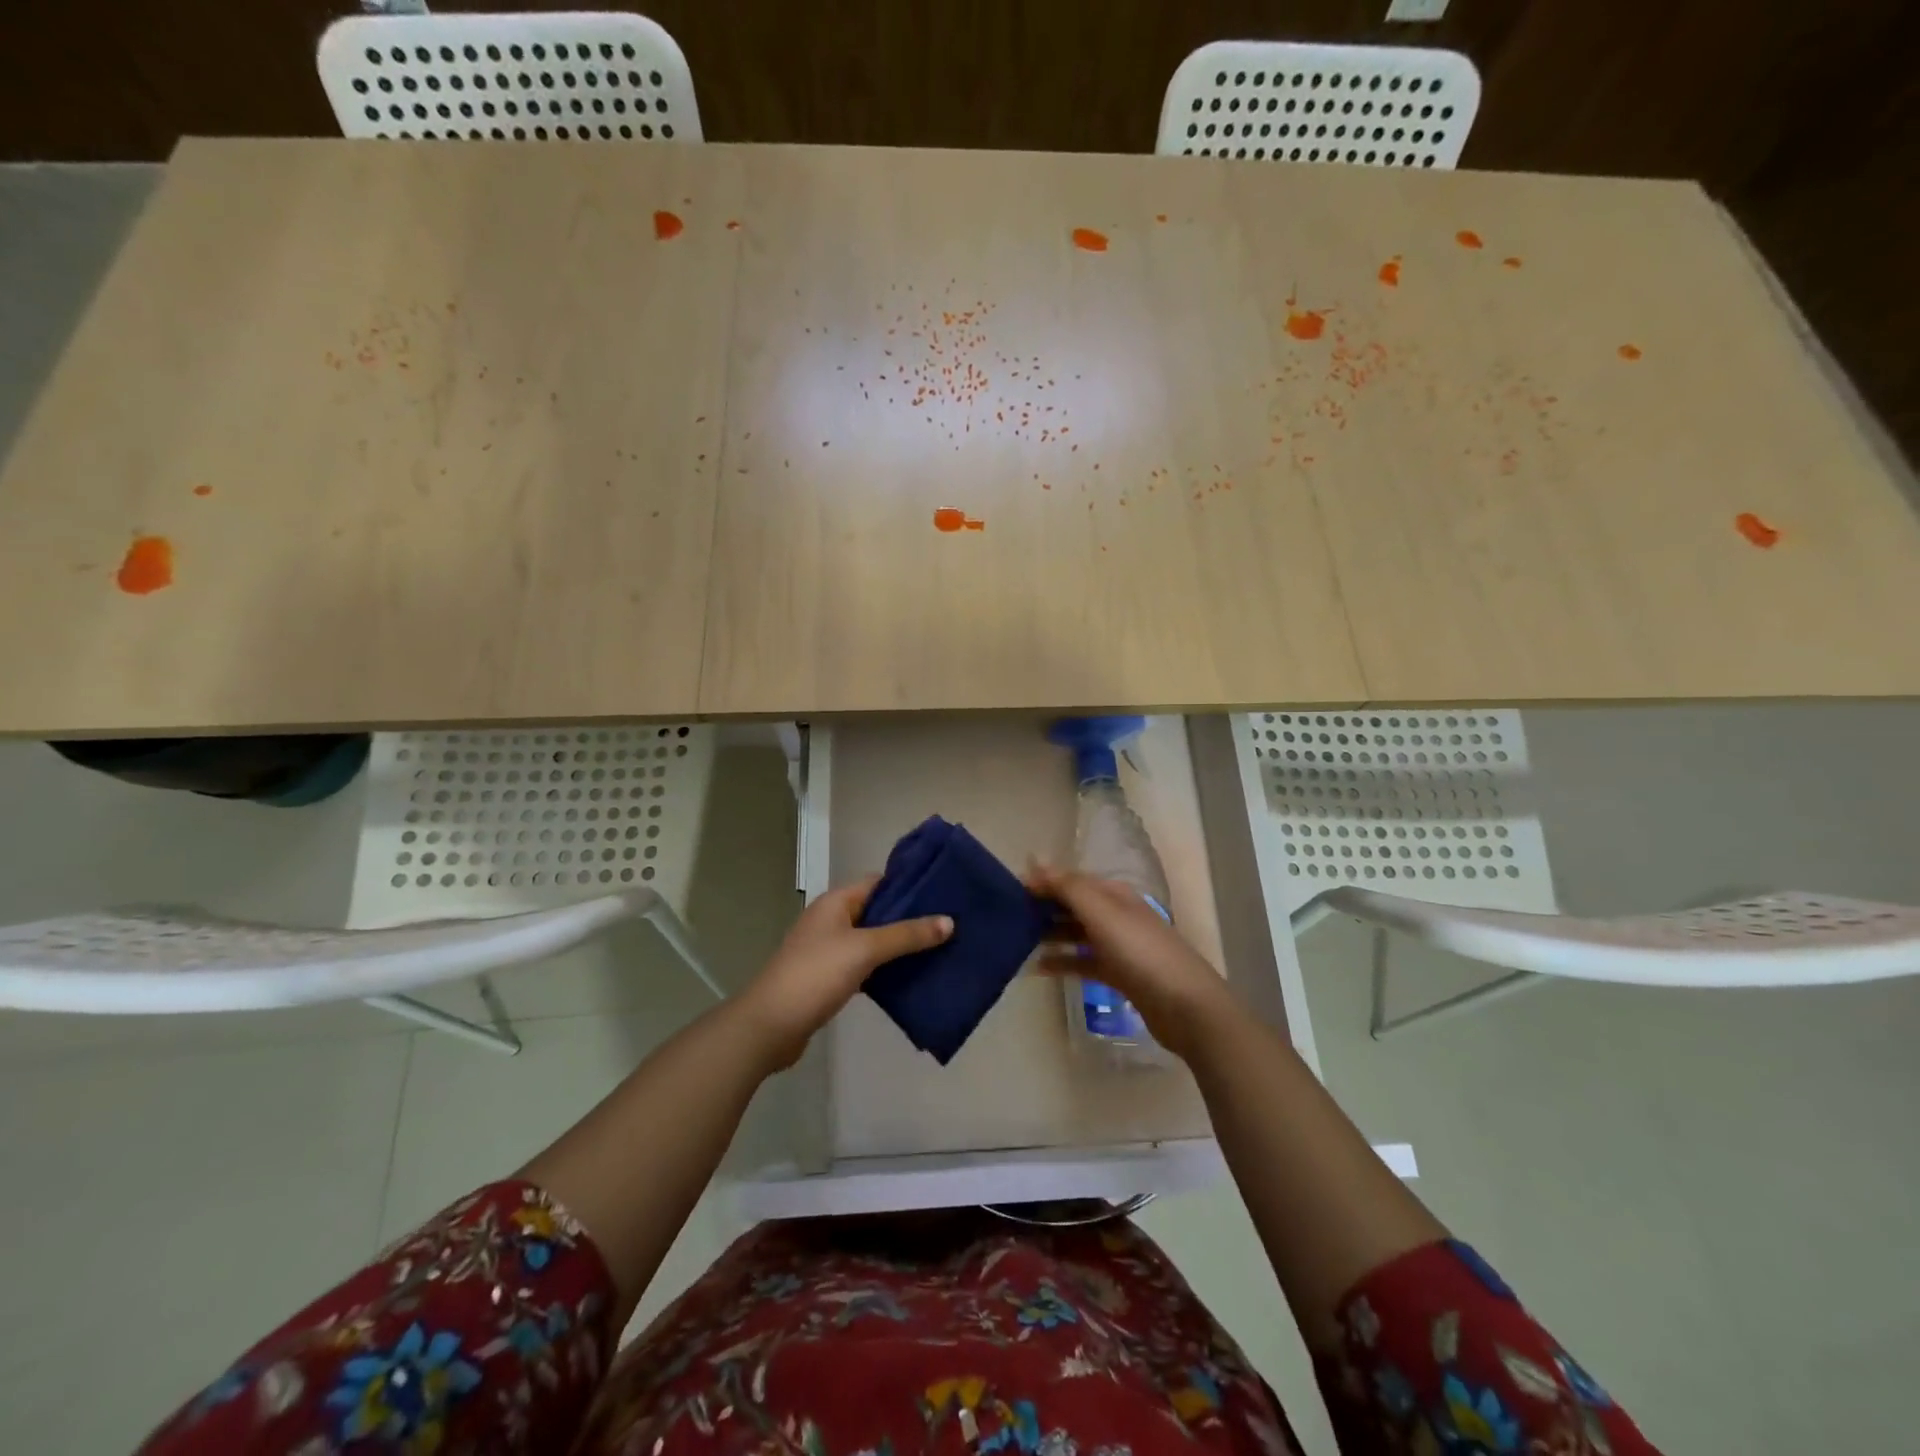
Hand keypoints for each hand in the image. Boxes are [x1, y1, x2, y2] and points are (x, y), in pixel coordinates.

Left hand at [737, 876, 952, 1068]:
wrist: (769, 1026)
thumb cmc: (815, 976)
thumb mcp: (864, 950)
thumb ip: (906, 935)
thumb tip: (949, 921)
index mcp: (836, 902)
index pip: (879, 882)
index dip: (910, 886)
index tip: (945, 893)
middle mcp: (832, 920)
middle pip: (878, 912)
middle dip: (911, 919)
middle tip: (950, 925)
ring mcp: (829, 950)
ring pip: (873, 941)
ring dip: (900, 946)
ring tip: (940, 950)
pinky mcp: (829, 979)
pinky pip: (865, 966)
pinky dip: (886, 970)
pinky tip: (912, 979)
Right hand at [1027, 863, 1234, 1061]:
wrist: (1186, 1006)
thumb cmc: (1141, 953)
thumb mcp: (1102, 913)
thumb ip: (1068, 887)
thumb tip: (1036, 860)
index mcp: (1114, 895)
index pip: (1071, 880)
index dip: (1042, 881)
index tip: (1008, 888)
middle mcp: (1116, 915)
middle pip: (1073, 905)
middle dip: (1042, 907)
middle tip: (1006, 916)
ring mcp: (1118, 946)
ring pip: (1075, 933)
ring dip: (1049, 934)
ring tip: (1016, 941)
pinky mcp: (1119, 975)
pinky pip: (1083, 962)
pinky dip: (1062, 962)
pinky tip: (1038, 969)